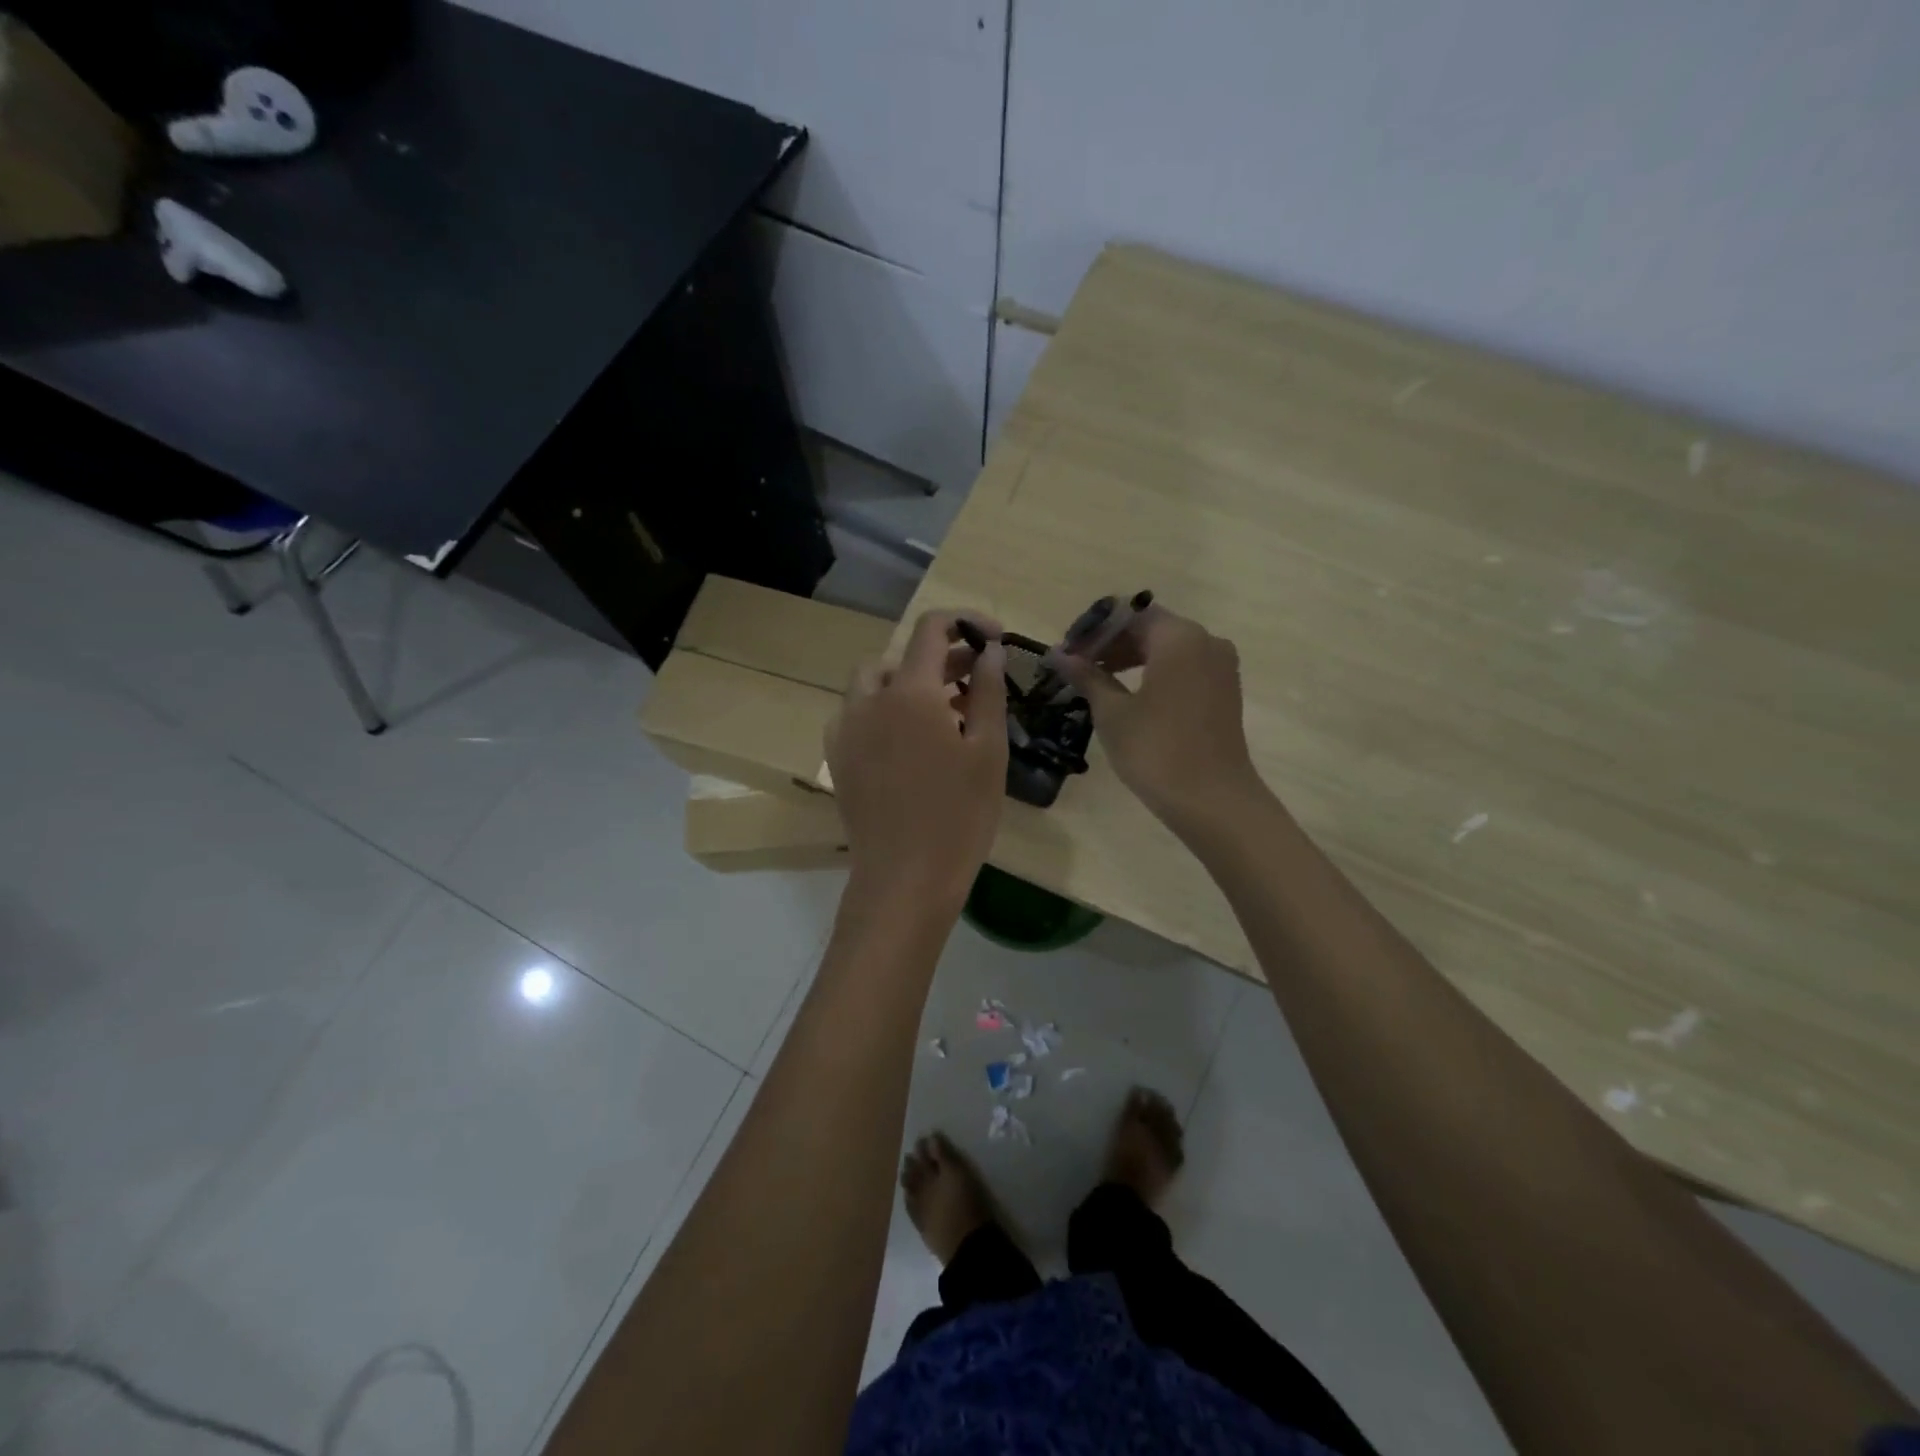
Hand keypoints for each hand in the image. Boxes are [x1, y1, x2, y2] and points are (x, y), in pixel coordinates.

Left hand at [826, 610, 1008, 911]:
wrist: (905, 879)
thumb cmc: (960, 817)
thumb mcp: (988, 751)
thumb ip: (988, 690)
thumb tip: (991, 649)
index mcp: (910, 692)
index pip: (932, 628)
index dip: (965, 621)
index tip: (992, 638)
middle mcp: (869, 700)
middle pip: (902, 656)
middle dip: (941, 657)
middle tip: (975, 680)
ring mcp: (846, 729)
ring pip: (873, 682)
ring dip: (908, 682)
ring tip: (942, 711)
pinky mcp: (837, 756)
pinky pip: (857, 713)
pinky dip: (883, 709)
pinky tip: (908, 741)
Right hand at [1061, 608, 1261, 834]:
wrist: (1212, 800)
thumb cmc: (1156, 751)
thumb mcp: (1113, 712)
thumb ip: (1087, 676)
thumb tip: (1058, 655)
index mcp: (1179, 637)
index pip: (1128, 615)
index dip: (1093, 631)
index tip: (1067, 653)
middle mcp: (1206, 640)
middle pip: (1150, 627)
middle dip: (1111, 643)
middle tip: (1076, 668)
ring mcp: (1220, 666)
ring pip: (1168, 647)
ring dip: (1131, 658)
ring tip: (1097, 682)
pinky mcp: (1225, 690)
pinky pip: (1184, 666)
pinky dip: (1155, 672)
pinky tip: (1130, 695)